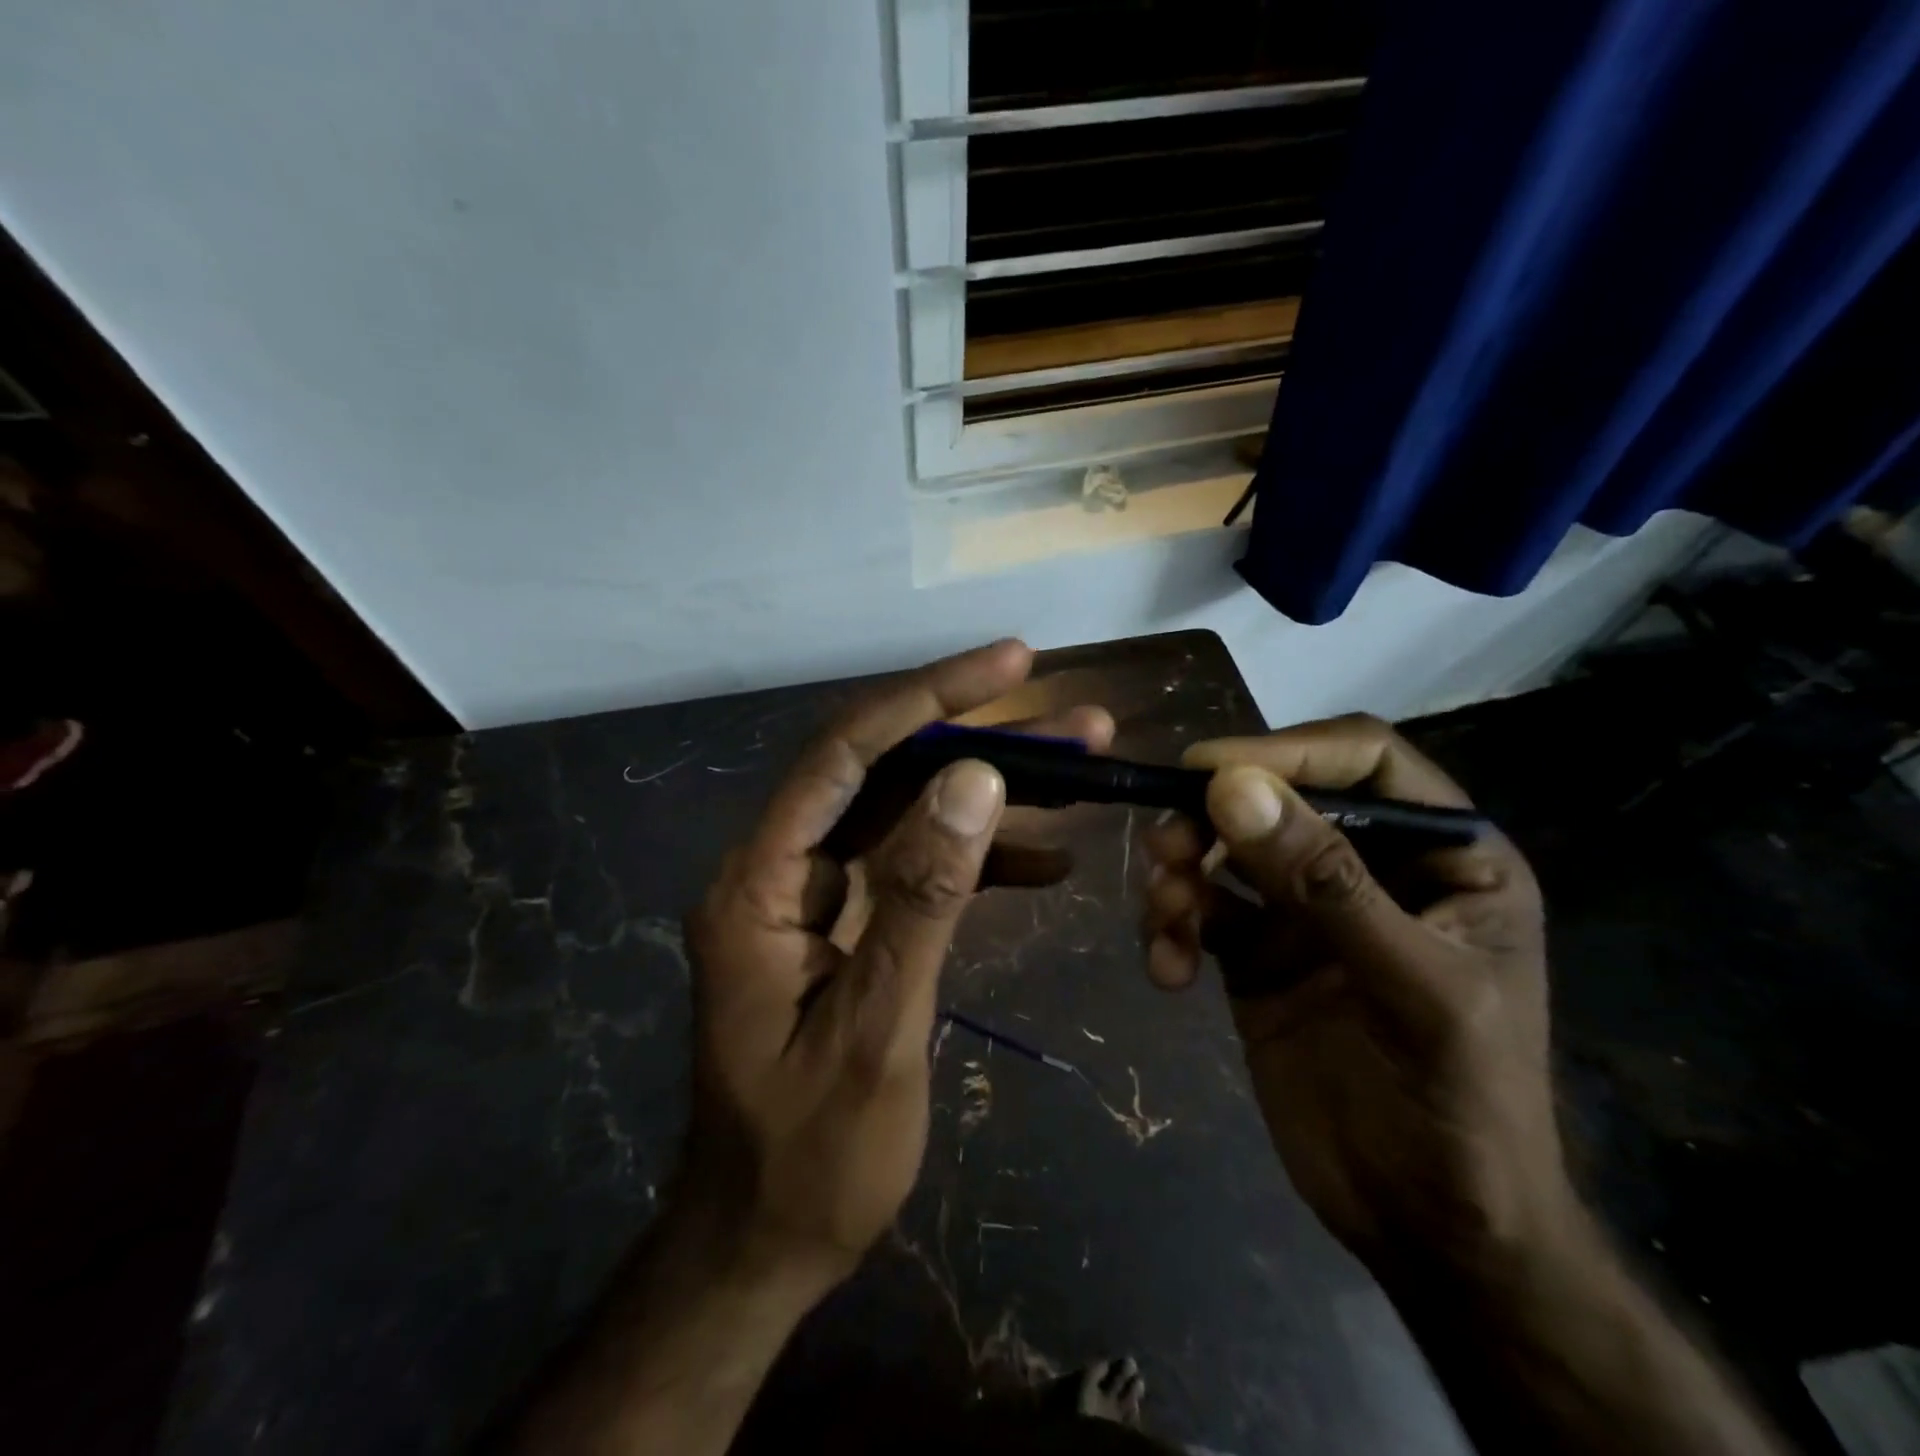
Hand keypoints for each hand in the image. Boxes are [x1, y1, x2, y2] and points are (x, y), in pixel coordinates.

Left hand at [678, 639, 1102, 1286]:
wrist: (764, 1244)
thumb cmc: (809, 1157)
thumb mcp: (875, 1030)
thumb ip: (922, 899)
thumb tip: (975, 779)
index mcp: (761, 883)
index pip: (846, 755)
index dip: (929, 698)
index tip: (1012, 664)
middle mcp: (783, 870)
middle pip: (885, 773)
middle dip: (980, 739)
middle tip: (1074, 719)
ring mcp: (818, 898)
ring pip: (910, 816)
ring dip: (992, 795)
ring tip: (1082, 770)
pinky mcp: (850, 927)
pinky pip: (917, 871)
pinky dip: (980, 861)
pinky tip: (1049, 862)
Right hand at [1141, 715, 1573, 1278]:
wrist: (1429, 1231)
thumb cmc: (1461, 1109)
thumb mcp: (1414, 990)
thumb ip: (1325, 883)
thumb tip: (1230, 788)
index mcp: (1442, 853)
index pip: (1361, 759)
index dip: (1286, 751)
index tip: (1206, 772)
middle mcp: (1368, 865)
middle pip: (1274, 798)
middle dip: (1210, 819)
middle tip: (1163, 848)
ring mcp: (1305, 909)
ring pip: (1223, 850)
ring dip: (1179, 872)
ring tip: (1163, 918)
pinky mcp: (1255, 952)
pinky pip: (1199, 910)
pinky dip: (1170, 928)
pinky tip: (1167, 972)